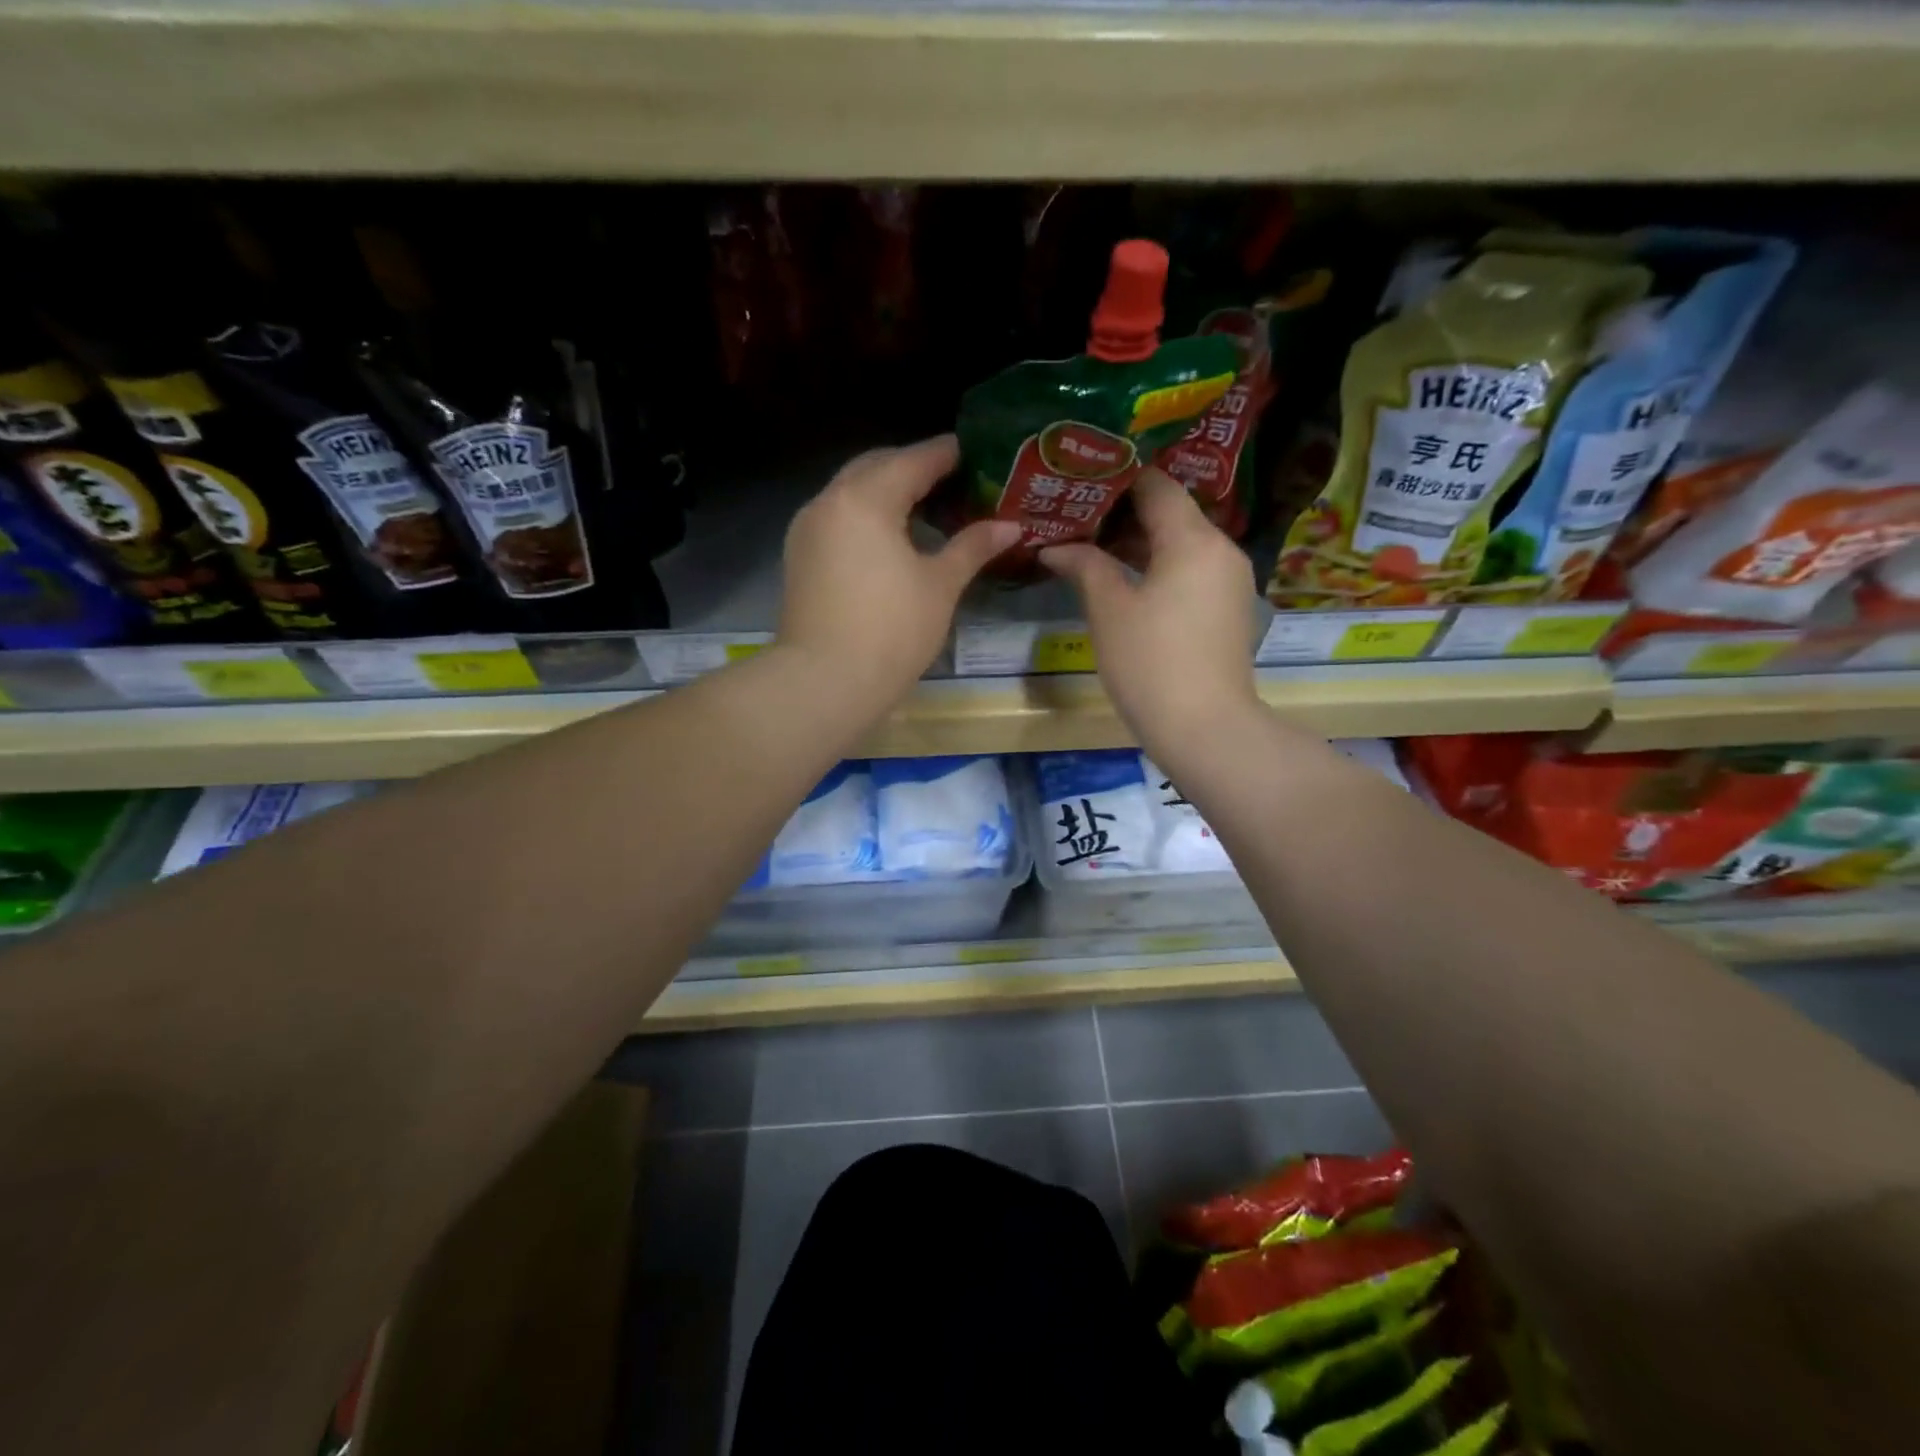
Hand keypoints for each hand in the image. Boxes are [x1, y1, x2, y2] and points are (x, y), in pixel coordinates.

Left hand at [778, 435, 1020, 705]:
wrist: (825, 682)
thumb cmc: (891, 630)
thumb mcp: (939, 586)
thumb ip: (972, 547)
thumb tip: (1010, 526)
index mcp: (865, 498)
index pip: (913, 460)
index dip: (946, 454)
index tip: (974, 451)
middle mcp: (829, 501)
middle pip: (875, 467)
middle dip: (912, 467)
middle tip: (951, 479)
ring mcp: (807, 529)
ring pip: (851, 492)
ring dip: (885, 491)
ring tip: (925, 508)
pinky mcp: (799, 557)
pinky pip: (838, 518)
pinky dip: (865, 516)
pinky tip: (890, 537)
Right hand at [1041, 468, 1262, 755]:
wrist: (1205, 728)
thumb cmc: (1151, 663)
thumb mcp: (1109, 611)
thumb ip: (1084, 566)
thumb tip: (1054, 547)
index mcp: (1193, 539)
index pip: (1157, 486)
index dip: (1117, 479)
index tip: (1081, 482)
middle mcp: (1221, 549)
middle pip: (1172, 513)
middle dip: (1124, 513)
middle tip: (1078, 515)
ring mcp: (1229, 580)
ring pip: (1182, 543)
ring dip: (1141, 542)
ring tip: (1093, 547)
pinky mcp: (1228, 608)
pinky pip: (1191, 570)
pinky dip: (1160, 567)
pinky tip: (1125, 580)